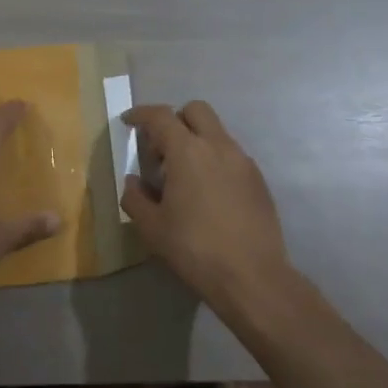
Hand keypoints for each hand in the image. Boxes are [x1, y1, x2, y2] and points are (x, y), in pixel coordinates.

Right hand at [121, 101, 293, 307]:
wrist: (252, 276)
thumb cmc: (195, 248)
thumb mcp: (152, 227)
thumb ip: (135, 197)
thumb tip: (132, 181)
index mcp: (188, 151)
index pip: (160, 116)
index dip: (140, 114)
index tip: (128, 122)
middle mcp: (218, 146)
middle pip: (195, 110)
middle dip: (174, 120)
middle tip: (161, 150)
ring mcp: (243, 161)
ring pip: (216, 132)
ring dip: (196, 141)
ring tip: (184, 178)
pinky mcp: (258, 180)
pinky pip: (231, 155)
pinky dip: (214, 160)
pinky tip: (208, 194)